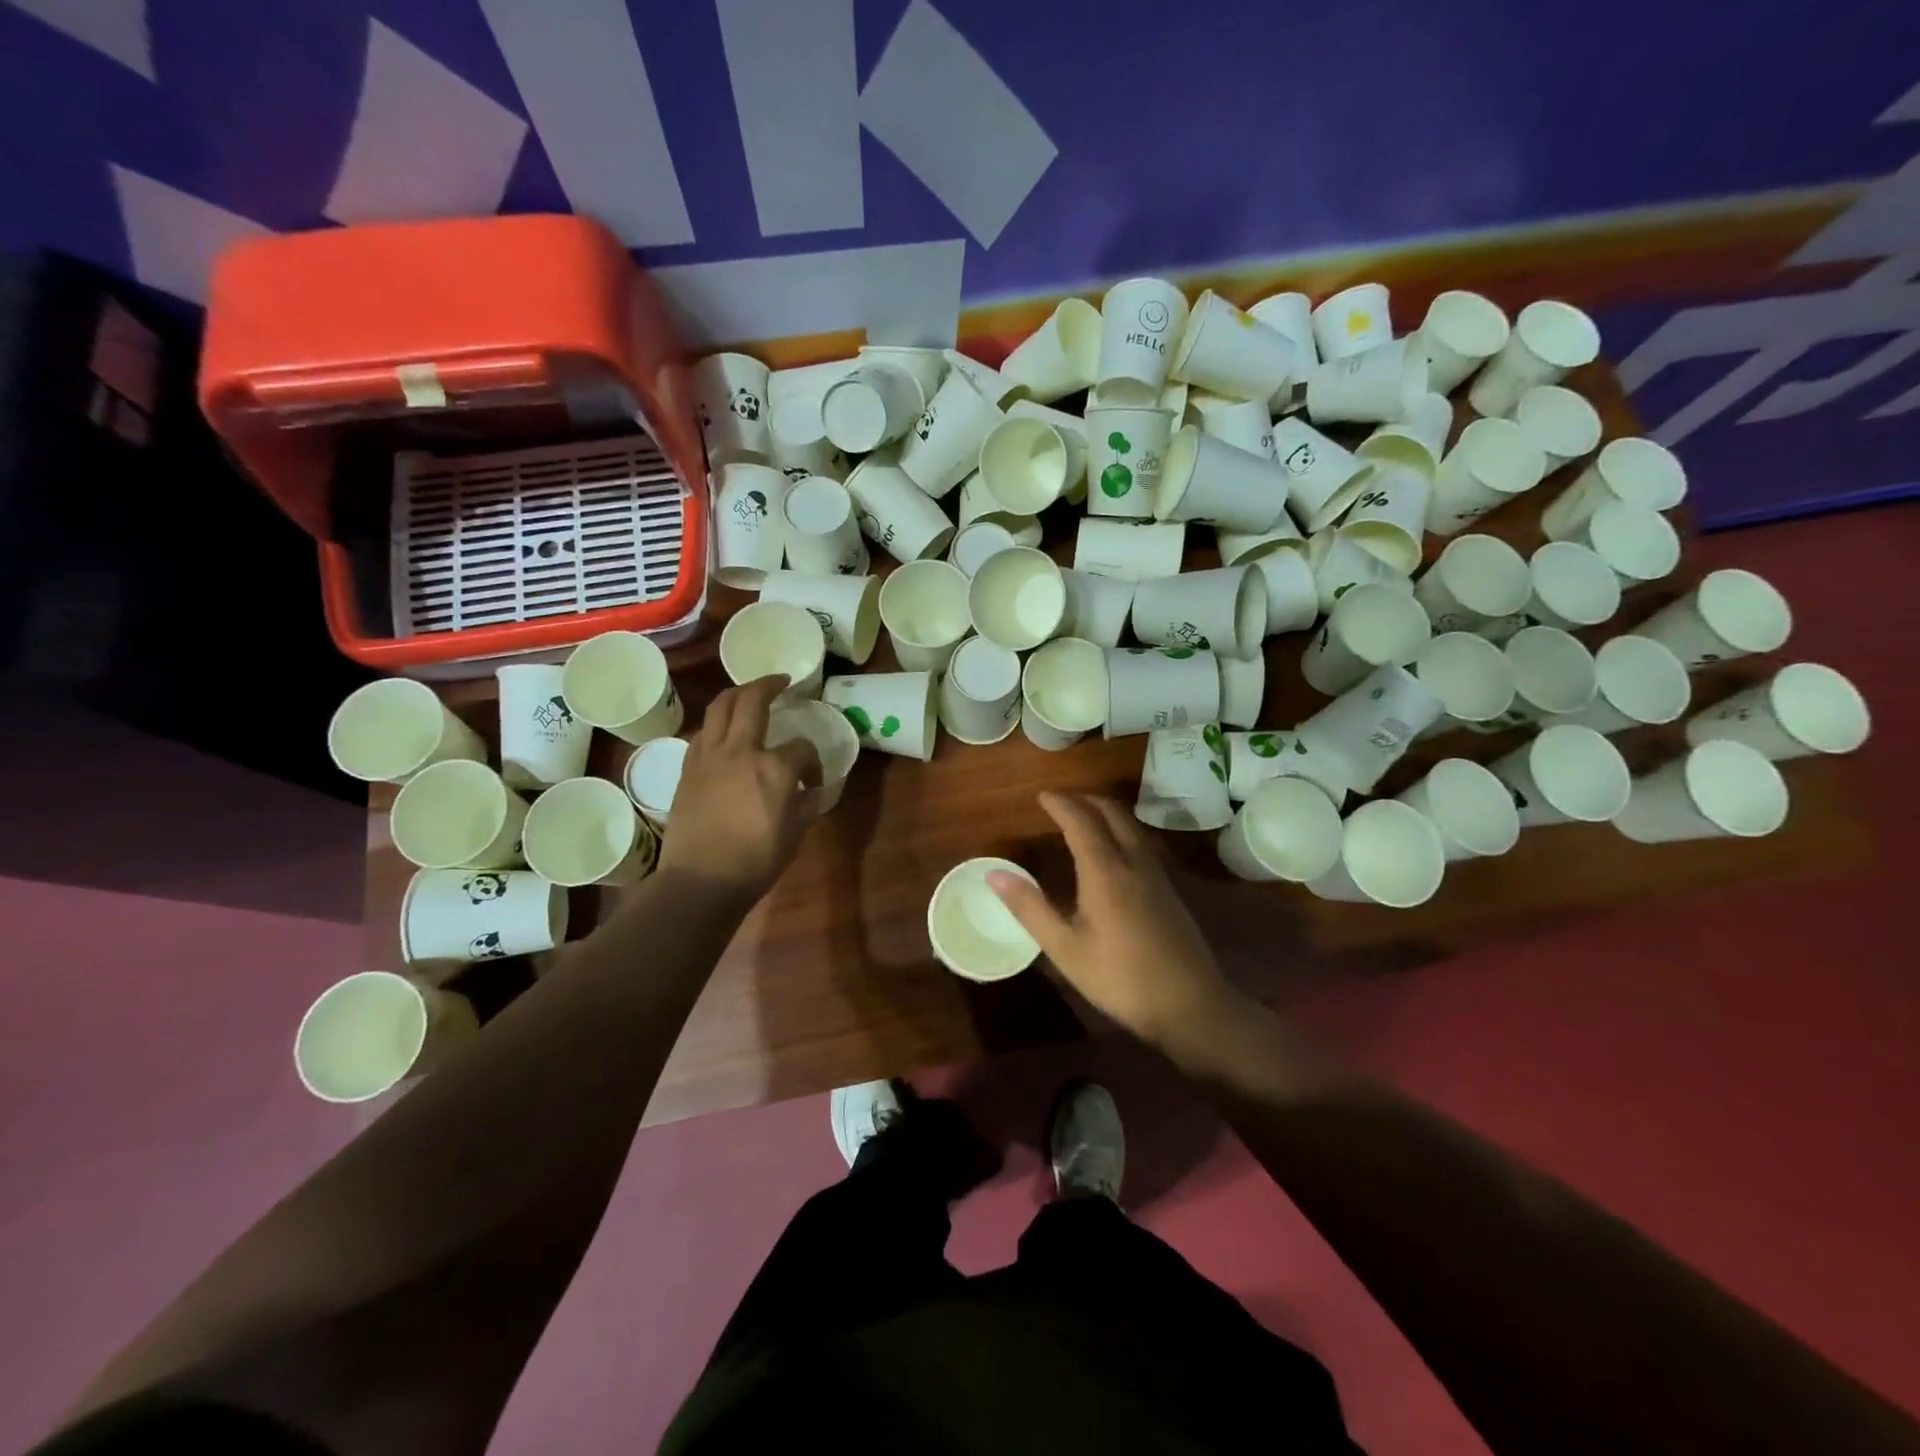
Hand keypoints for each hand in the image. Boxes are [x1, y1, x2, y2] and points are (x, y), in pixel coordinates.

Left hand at [658, 676, 821, 901]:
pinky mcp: (688, 768)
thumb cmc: (755, 862)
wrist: (701, 881)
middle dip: (770, 684)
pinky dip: (717, 724)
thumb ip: (806, 805)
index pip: (803, 749)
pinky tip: (724, 733)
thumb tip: (810, 791)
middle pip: (753, 699)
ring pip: (720, 706)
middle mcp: (741, 750)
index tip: (813, 782)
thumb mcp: (795, 834)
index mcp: (775, 768)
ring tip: (748, 693)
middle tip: (781, 681)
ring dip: (737, 693)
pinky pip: (704, 732)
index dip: (813, 763)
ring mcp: (709, 756)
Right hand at [989, 793, 1239, 1048]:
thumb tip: (993, 874)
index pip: (1081, 822)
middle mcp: (1134, 863)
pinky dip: (1121, 831)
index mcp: (1106, 872)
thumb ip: (1030, 907)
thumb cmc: (1119, 978)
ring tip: (1084, 818)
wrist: (1190, 1005)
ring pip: (1131, 827)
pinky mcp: (1169, 891)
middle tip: (1061, 801)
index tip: (1041, 796)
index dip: (1061, 804)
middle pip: (1113, 814)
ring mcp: (1157, 876)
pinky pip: (1141, 843)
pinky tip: (1113, 852)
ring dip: (1106, 813)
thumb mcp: (1065, 948)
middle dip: (1086, 800)